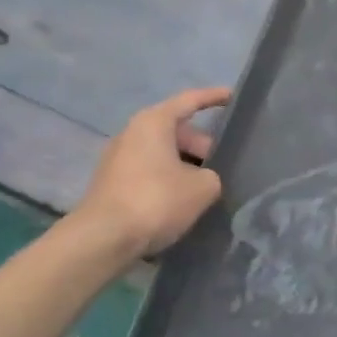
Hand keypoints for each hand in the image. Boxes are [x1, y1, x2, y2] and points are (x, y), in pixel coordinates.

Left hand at [74, 88, 230, 257]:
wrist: (102, 240)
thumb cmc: (156, 200)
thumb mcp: (203, 187)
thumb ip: (213, 175)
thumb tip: (206, 179)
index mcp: (154, 122)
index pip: (190, 100)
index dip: (214, 97)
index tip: (234, 96)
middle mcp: (132, 133)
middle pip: (177, 130)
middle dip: (202, 144)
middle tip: (224, 164)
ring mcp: (118, 159)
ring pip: (163, 153)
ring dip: (186, 165)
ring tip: (208, 185)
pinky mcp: (112, 184)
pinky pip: (149, 172)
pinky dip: (168, 180)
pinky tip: (183, 201)